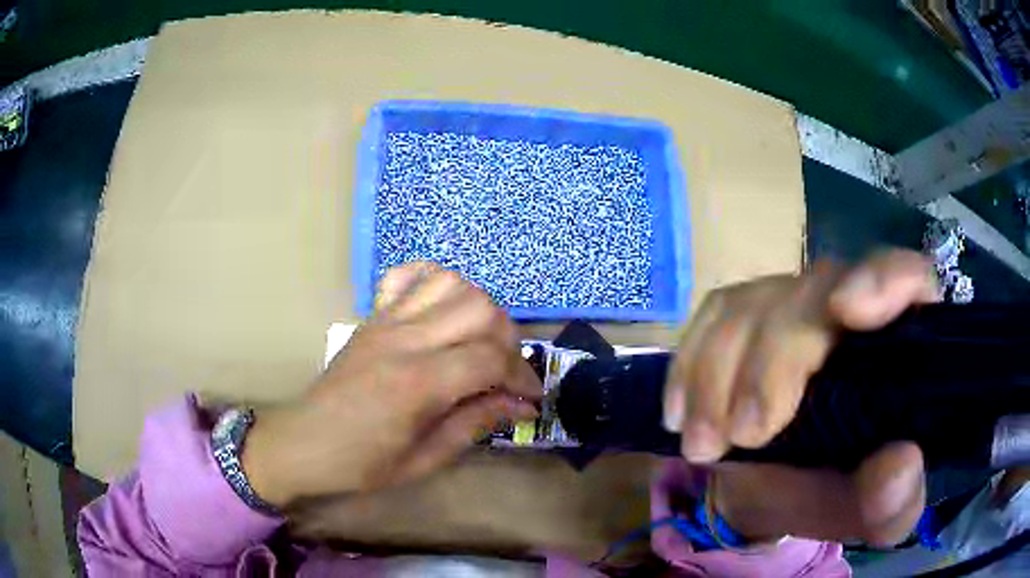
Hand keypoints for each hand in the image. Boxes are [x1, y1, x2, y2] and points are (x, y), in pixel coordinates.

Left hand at [242, 262, 542, 507]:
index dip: (523, 376)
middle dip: (509, 338)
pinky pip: (409, 275)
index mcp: (418, 384)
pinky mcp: (374, 316)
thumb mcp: (424, 460)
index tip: (530, 397)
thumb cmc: (362, 463)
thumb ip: (474, 424)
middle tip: (506, 371)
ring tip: (479, 340)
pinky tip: (442, 309)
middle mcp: (405, 340)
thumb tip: (519, 404)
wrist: (305, 442)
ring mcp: (386, 321)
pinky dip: (436, 281)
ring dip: (479, 308)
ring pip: (452, 283)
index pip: (490, 358)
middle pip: (480, 308)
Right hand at [663, 250, 938, 545]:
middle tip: (743, 436)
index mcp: (901, 344)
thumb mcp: (873, 514)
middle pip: (815, 291)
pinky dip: (691, 365)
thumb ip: (894, 500)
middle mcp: (852, 306)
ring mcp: (794, 304)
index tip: (845, 311)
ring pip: (754, 302)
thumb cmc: (837, 496)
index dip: (882, 279)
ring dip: (718, 375)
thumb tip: (899, 465)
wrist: (775, 491)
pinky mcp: (745, 316)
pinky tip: (680, 413)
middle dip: (773, 362)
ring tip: (704, 446)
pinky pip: (712, 317)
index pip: (906, 277)